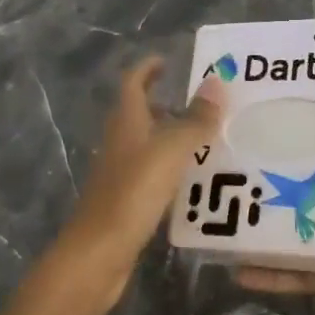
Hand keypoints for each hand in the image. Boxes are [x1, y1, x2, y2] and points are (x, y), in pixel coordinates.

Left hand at [62, 57, 227, 273]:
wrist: (98, 253)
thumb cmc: (133, 192)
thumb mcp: (171, 150)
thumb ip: (196, 118)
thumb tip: (217, 81)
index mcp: (126, 122)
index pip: (133, 83)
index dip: (147, 68)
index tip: (167, 61)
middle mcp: (120, 142)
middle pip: (139, 113)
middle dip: (165, 103)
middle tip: (201, 102)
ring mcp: (120, 173)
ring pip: (147, 144)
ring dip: (171, 136)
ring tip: (207, 138)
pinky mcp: (126, 201)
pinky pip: (151, 173)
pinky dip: (171, 168)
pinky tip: (194, 180)